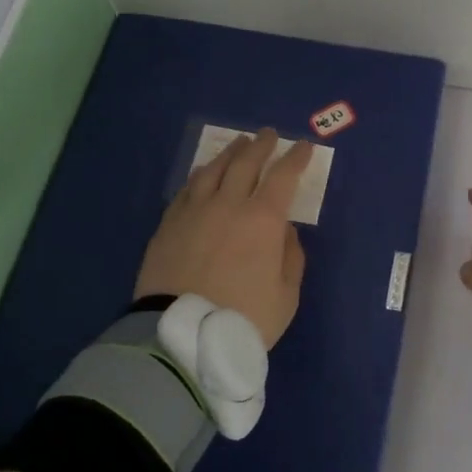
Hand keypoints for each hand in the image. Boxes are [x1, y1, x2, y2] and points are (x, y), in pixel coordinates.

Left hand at [135, 129, 311, 348]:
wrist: (180, 336)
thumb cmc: (243, 319)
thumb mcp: (286, 296)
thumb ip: (290, 257)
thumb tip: (284, 230)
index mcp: (263, 220)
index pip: (283, 176)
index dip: (296, 158)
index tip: (303, 147)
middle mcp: (229, 204)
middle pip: (246, 163)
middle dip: (261, 146)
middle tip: (268, 135)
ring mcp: (194, 211)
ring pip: (214, 169)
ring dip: (230, 153)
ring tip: (239, 144)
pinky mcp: (169, 223)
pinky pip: (187, 188)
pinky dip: (201, 175)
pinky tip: (203, 172)